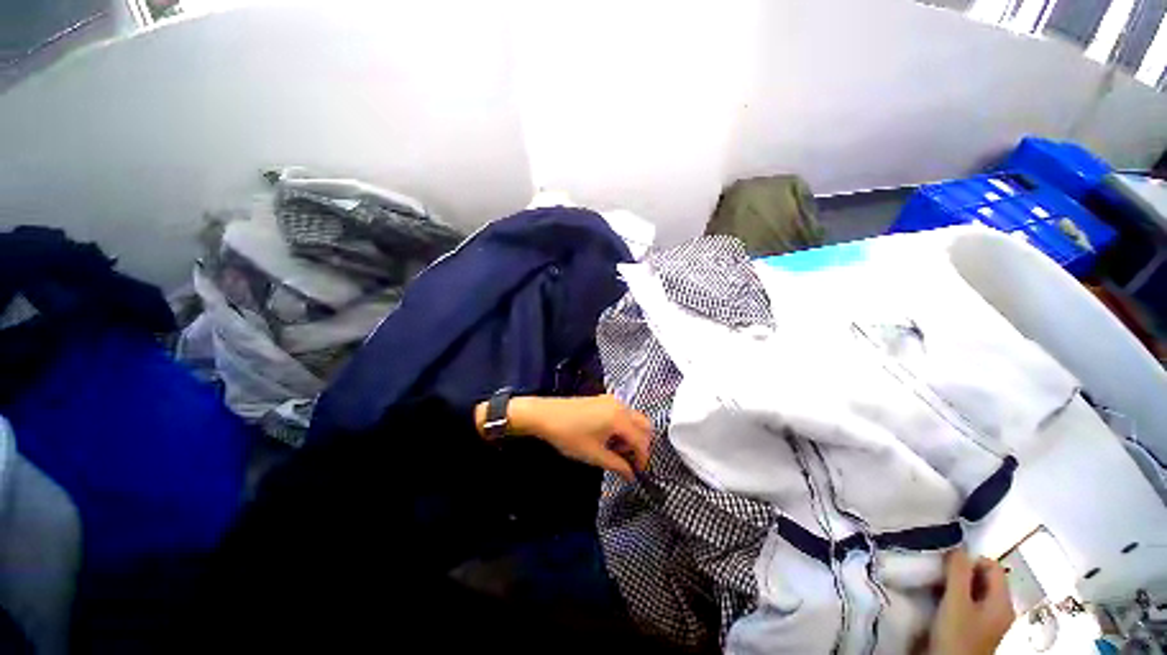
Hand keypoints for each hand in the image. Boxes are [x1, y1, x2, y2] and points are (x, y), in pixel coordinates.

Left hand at [509, 395, 650, 480]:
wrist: (545, 415)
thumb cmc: (569, 435)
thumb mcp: (594, 455)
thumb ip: (617, 465)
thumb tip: (630, 474)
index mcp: (620, 418)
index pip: (641, 440)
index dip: (643, 458)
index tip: (637, 472)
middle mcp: (620, 405)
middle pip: (643, 425)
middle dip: (640, 444)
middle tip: (629, 460)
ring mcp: (611, 400)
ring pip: (633, 418)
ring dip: (631, 435)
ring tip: (615, 450)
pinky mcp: (603, 399)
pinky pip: (622, 413)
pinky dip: (623, 426)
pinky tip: (608, 437)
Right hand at [928, 549, 1014, 654]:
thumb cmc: (956, 635)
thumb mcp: (955, 602)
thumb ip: (958, 572)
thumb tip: (957, 546)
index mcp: (1003, 602)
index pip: (992, 565)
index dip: (970, 560)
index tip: (947, 565)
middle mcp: (1001, 609)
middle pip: (984, 578)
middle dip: (961, 573)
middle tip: (939, 575)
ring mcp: (989, 621)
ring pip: (974, 590)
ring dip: (956, 585)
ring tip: (937, 587)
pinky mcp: (976, 628)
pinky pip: (969, 603)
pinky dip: (955, 598)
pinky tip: (940, 602)